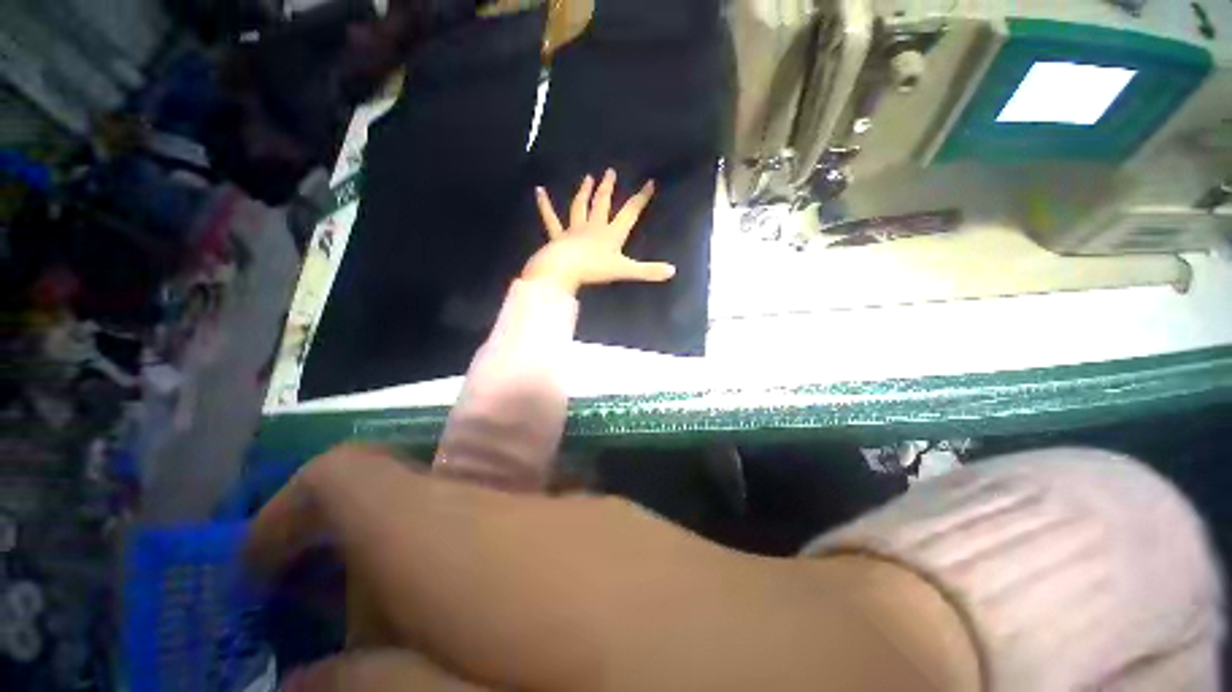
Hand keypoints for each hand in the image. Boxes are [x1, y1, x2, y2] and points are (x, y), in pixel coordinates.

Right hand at [243, 445, 924, 690]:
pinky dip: (480, 604)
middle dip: (352, 586)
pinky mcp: (604, 543)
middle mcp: (525, 513)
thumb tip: (312, 675)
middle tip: (341, 667)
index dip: (294, 512)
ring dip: (420, 605)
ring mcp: (572, 523)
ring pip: (462, 545)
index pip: (360, 478)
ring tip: (425, 668)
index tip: (257, 570)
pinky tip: (509, 657)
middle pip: (405, 520)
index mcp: (483, 540)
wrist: (807, 664)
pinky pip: (517, 561)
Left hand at [524, 169, 675, 293]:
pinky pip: (550, 219)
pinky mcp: (557, 236)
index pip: (629, 213)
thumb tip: (673, 271)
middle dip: (608, 188)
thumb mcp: (626, 271)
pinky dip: (544, 205)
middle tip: (610, 172)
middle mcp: (594, 227)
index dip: (640, 199)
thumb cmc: (595, 269)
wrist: (565, 270)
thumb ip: (648, 271)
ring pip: (580, 207)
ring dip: (584, 192)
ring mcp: (574, 230)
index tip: (649, 183)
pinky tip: (539, 191)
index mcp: (611, 234)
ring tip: (587, 178)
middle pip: (602, 204)